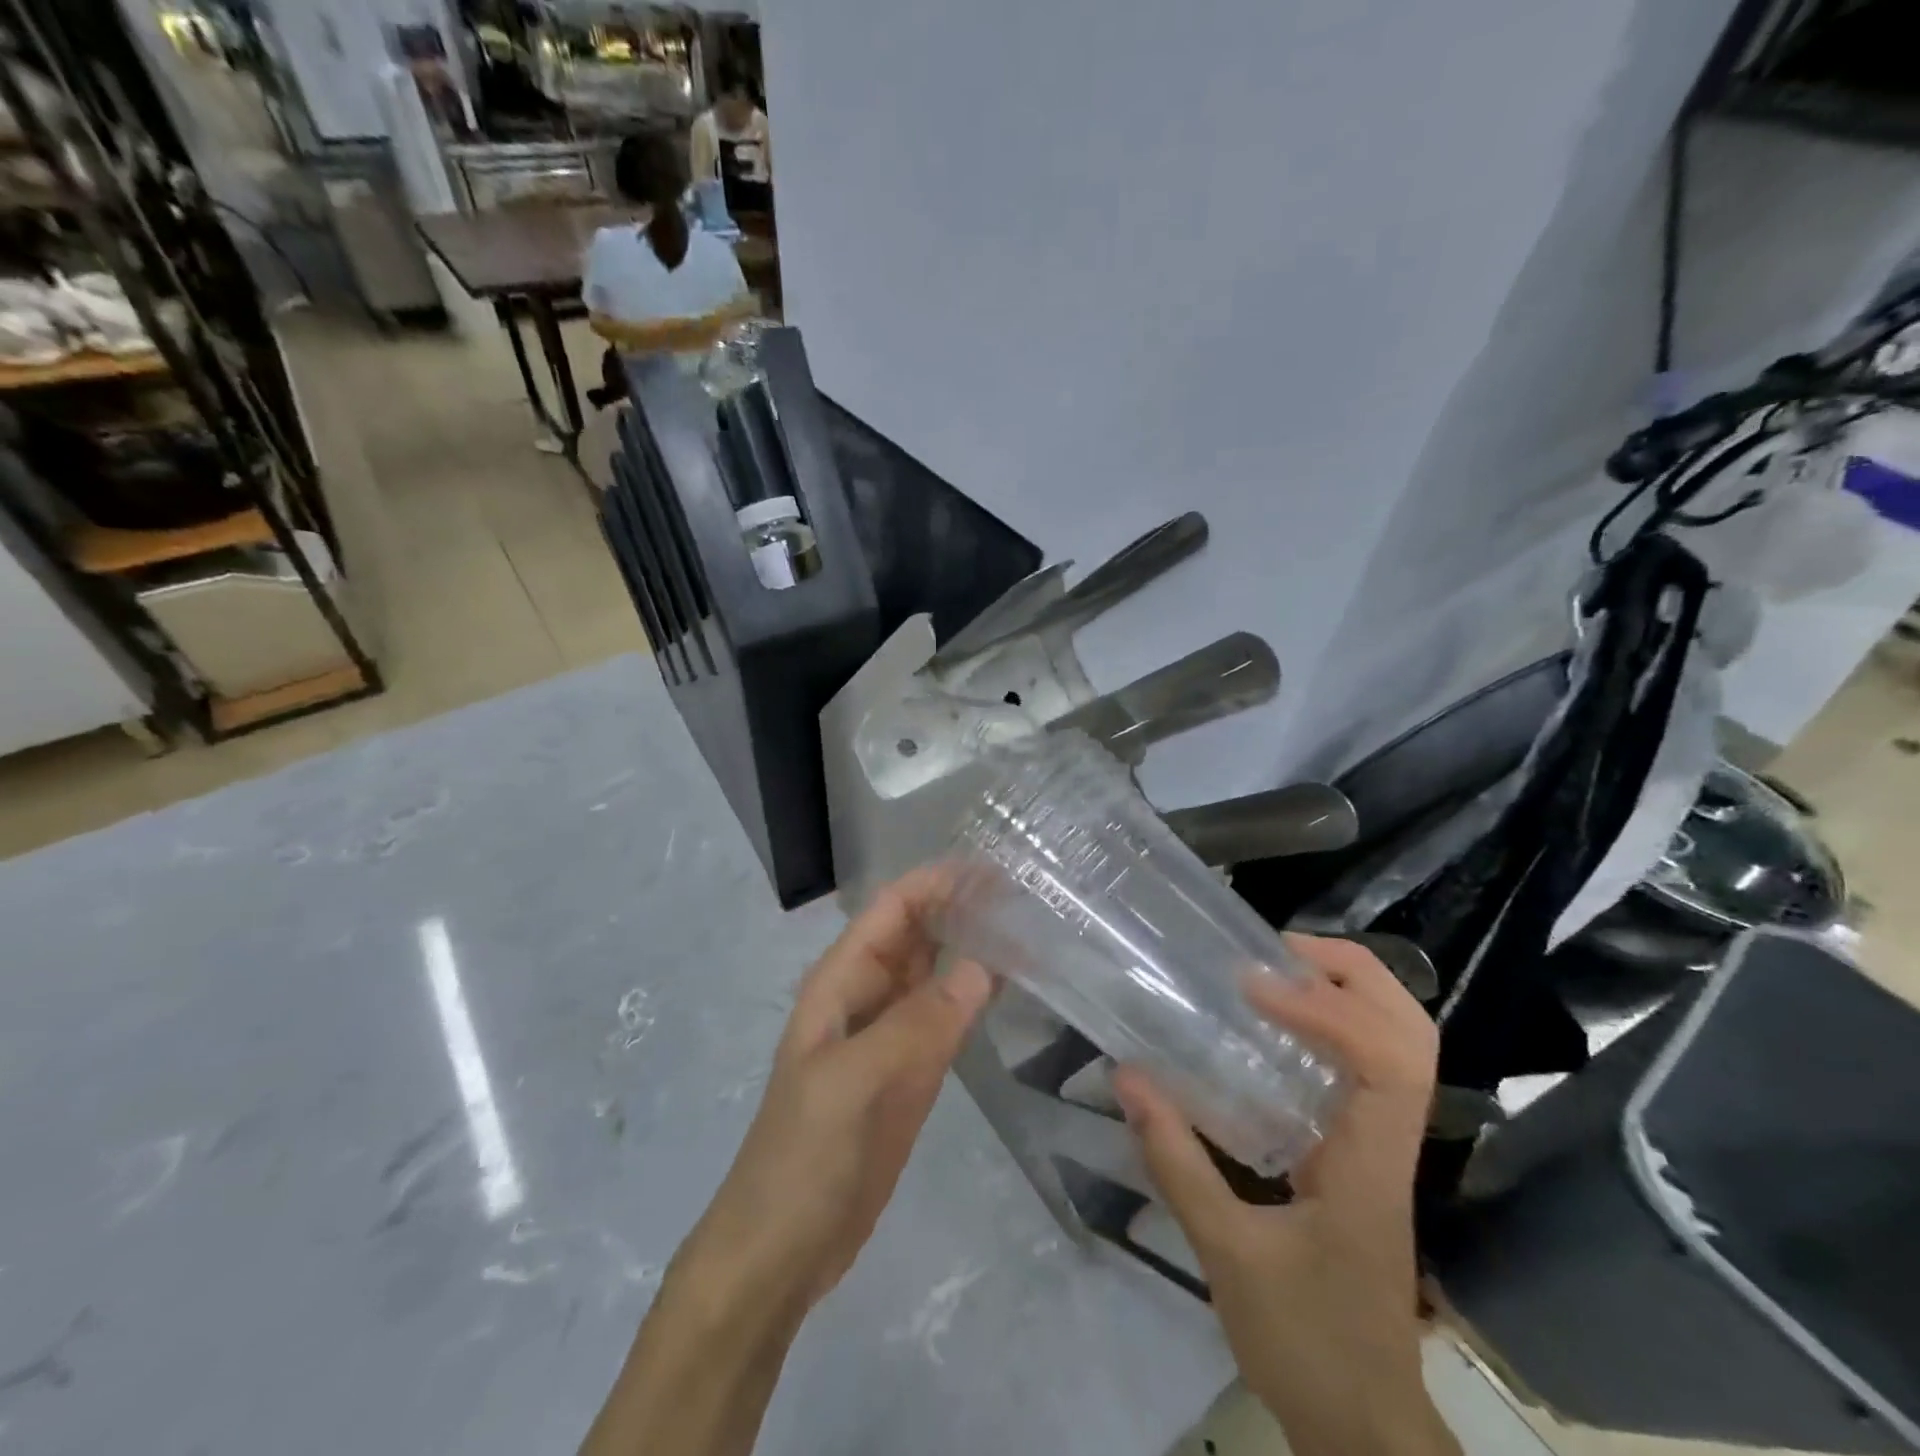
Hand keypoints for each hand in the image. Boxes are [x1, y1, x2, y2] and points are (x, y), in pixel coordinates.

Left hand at [682, 864, 993, 1313]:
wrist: (783, 1249)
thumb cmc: (803, 1156)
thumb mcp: (852, 1083)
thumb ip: (916, 1025)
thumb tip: (983, 967)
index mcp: (841, 982)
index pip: (892, 910)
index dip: (937, 882)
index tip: (993, 868)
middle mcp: (868, 996)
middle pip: (918, 933)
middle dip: (962, 906)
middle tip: (1027, 893)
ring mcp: (892, 1034)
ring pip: (937, 972)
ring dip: (974, 946)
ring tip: (1030, 925)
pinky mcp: (913, 1071)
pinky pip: (949, 1017)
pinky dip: (977, 996)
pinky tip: (1013, 983)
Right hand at [1112, 935, 1458, 1455]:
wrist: (1365, 1426)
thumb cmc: (1306, 1343)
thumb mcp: (1227, 1254)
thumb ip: (1176, 1162)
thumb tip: (1128, 1077)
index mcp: (1371, 1164)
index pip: (1386, 1062)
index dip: (1327, 1009)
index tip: (1254, 987)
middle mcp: (1391, 1143)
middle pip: (1414, 1034)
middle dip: (1356, 975)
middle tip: (1280, 948)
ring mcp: (1383, 1147)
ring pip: (1403, 1046)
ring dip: (1352, 992)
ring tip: (1279, 969)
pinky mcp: (1363, 1154)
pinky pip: (1368, 1068)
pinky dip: (1335, 1026)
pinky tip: (1277, 1026)